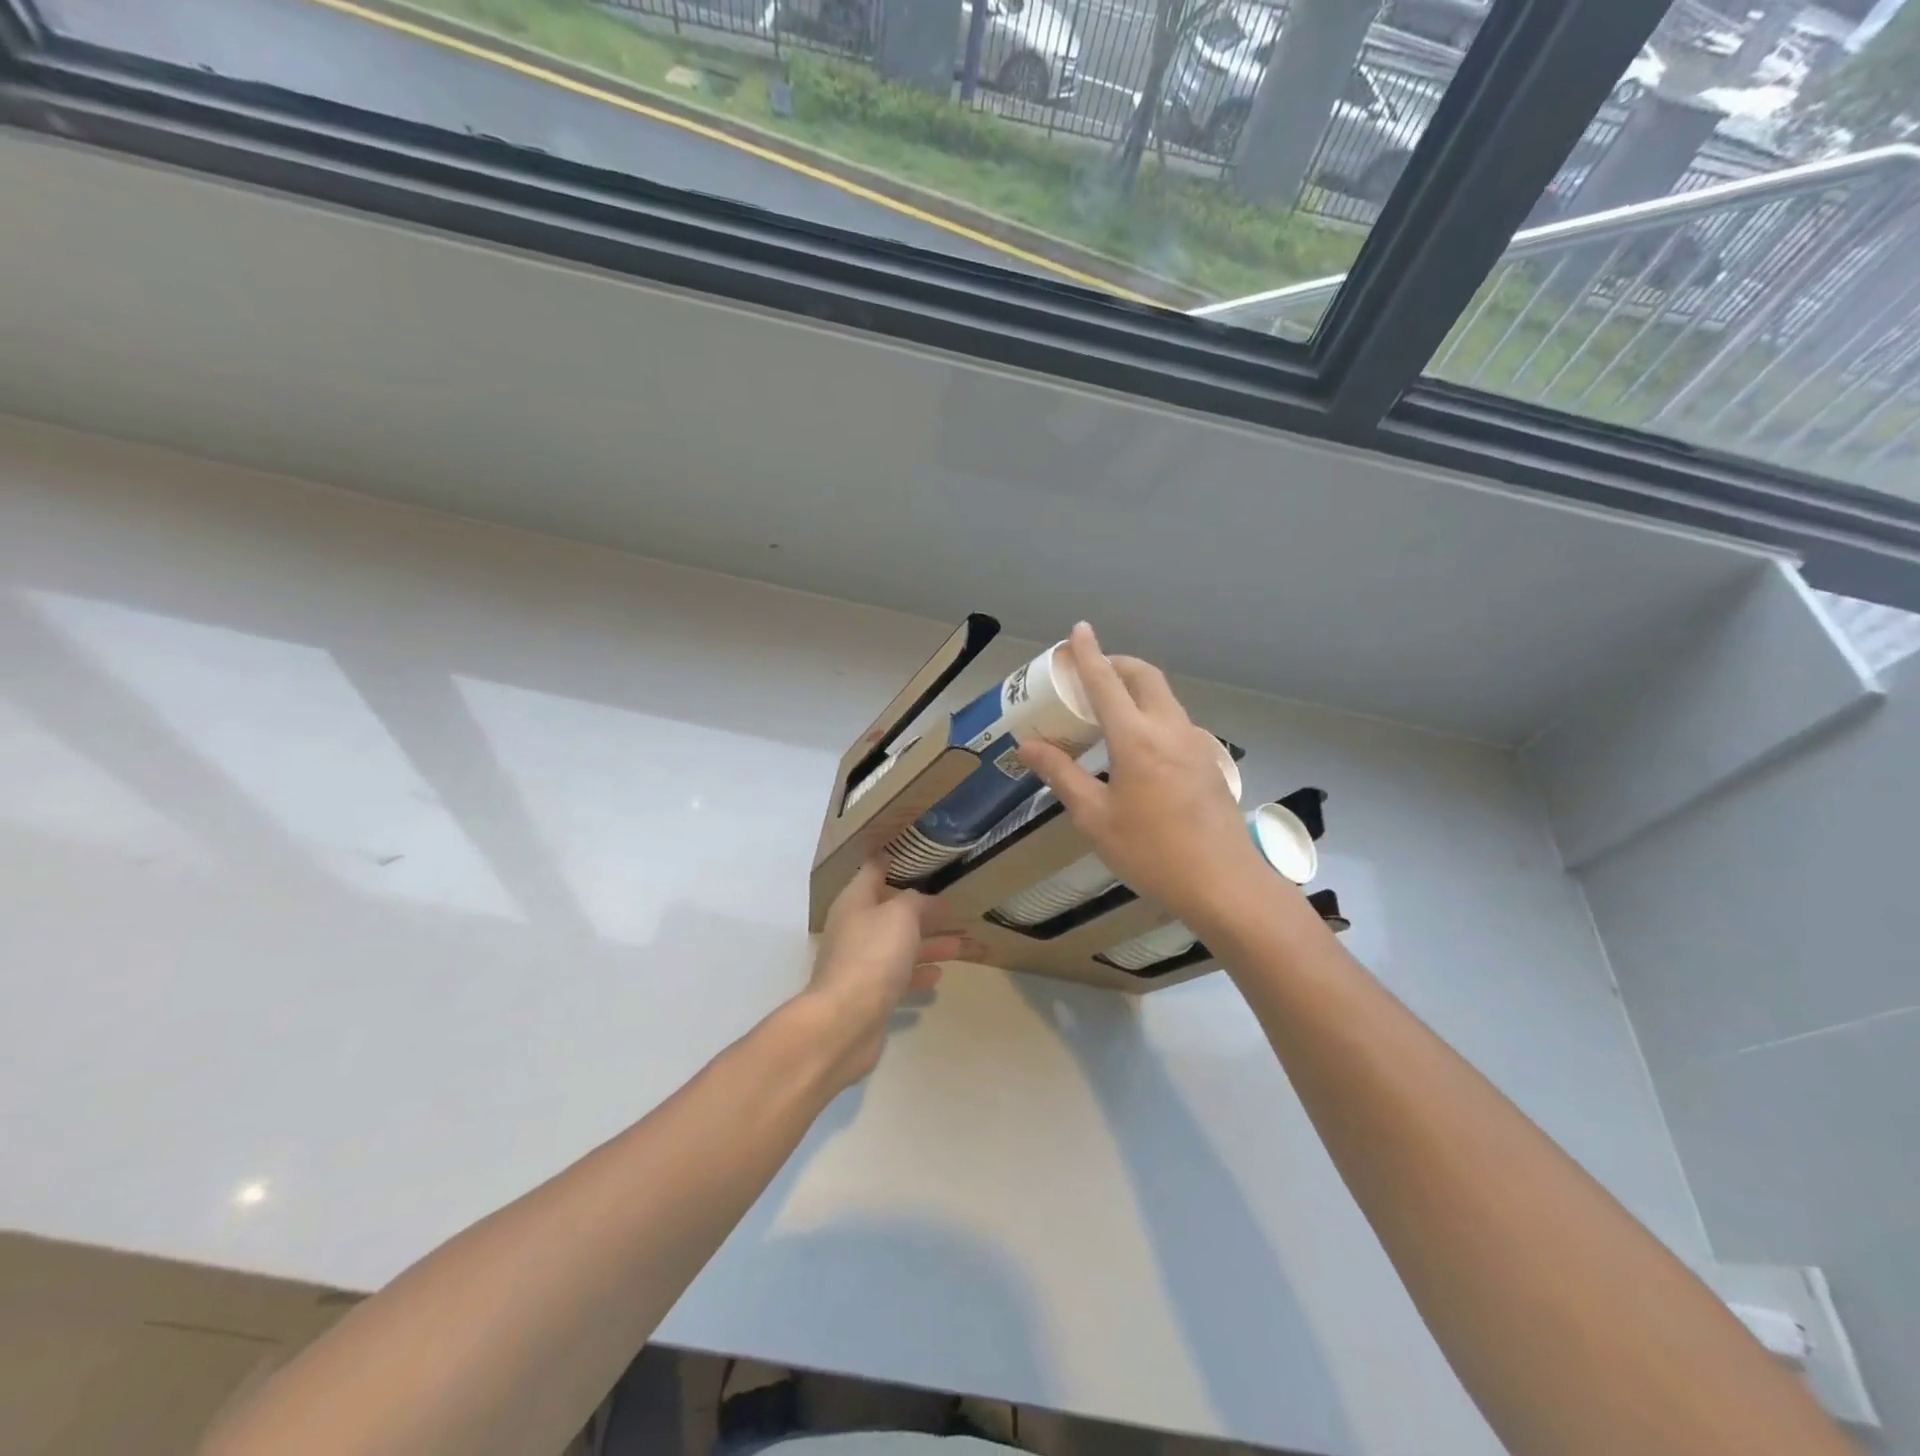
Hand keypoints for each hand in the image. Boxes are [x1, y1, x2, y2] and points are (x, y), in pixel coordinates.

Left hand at [802, 861, 965, 1088]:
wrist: (846, 1021)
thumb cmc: (873, 956)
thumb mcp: (900, 915)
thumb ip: (914, 901)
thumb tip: (919, 900)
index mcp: (855, 902)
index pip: (874, 870)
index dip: (895, 860)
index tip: (921, 853)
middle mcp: (855, 929)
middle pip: (892, 912)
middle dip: (924, 909)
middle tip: (956, 905)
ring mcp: (861, 963)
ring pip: (900, 946)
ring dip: (929, 943)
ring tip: (961, 943)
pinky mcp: (870, 994)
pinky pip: (899, 976)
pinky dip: (919, 973)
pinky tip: (939, 974)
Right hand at [1018, 623, 1268, 931]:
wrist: (1225, 885)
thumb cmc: (1151, 852)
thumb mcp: (1095, 818)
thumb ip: (1061, 775)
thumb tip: (1027, 746)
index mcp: (1136, 738)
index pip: (1106, 681)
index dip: (1089, 653)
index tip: (1078, 629)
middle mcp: (1169, 728)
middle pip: (1144, 676)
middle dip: (1116, 663)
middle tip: (1088, 673)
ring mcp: (1195, 743)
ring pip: (1163, 697)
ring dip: (1135, 689)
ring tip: (1107, 710)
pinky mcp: (1208, 761)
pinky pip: (1174, 721)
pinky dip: (1150, 714)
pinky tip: (1136, 747)